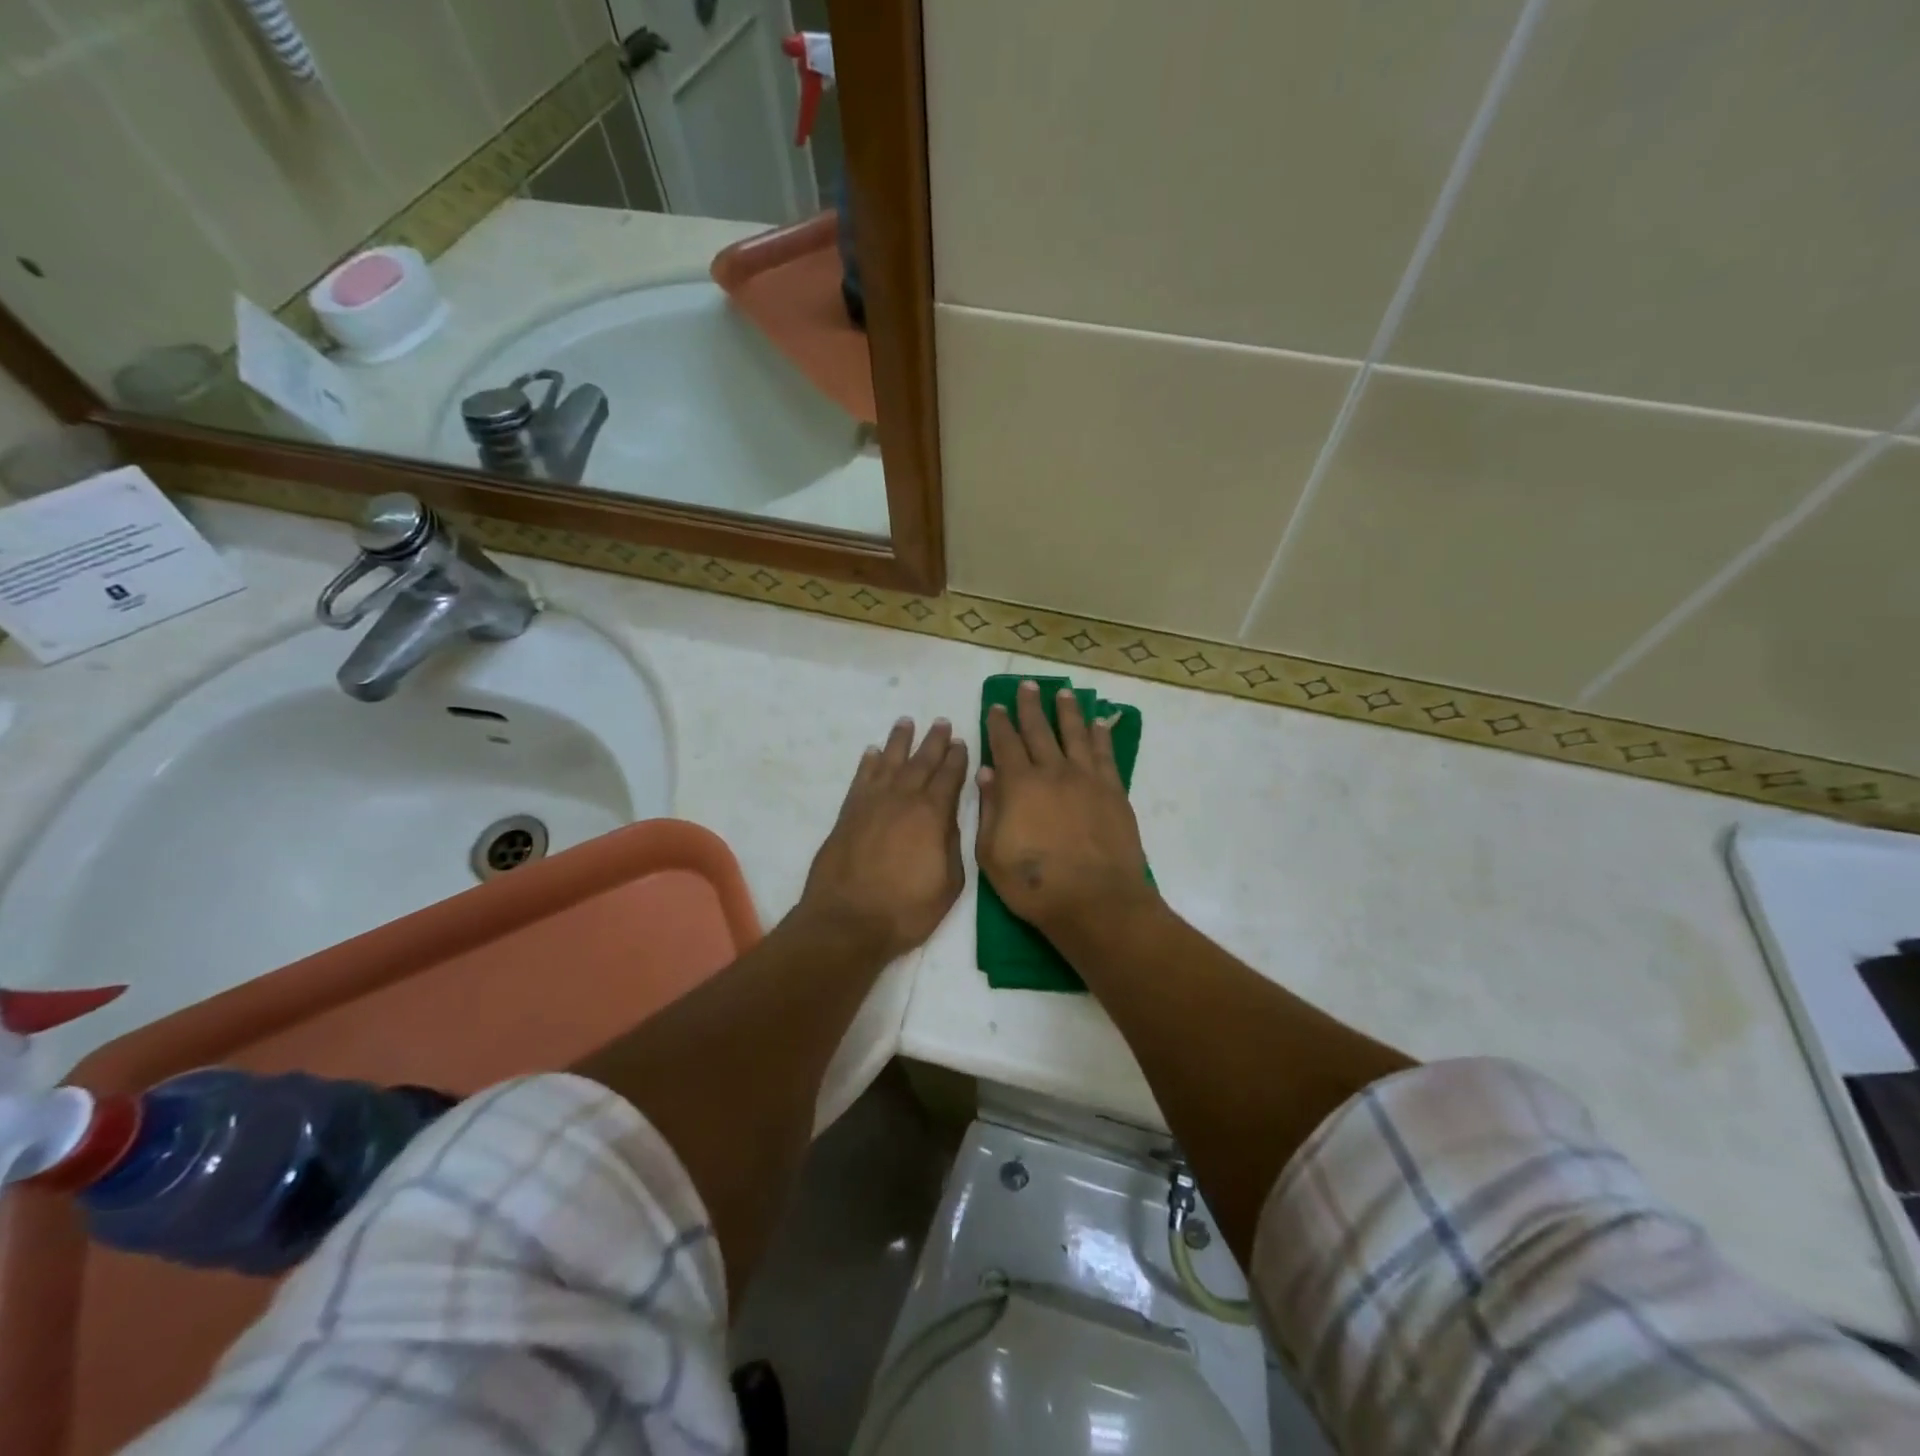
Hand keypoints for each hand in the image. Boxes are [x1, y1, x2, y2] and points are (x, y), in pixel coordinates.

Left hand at [797, 717, 968, 961]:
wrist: (848, 921)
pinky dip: (868, 762)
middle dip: (934, 741)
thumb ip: (952, 845)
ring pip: (889, 761)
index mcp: (932, 815)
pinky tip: (873, 752)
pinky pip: (861, 778)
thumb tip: (948, 819)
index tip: (962, 742)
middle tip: (942, 722)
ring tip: (907, 722)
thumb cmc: (906, 909)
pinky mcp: (848, 814)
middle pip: (921, 762)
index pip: (949, 777)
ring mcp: (872, 803)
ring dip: (900, 741)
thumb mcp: (949, 884)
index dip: (957, 758)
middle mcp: (903, 799)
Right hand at [977, 681, 1157, 943]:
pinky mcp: (1113, 791)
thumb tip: (986, 772)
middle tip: (1027, 686)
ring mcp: (1086, 779)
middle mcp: (1052, 772)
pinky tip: (1099, 722)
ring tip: (1064, 693)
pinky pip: (1105, 753)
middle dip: (1030, 706)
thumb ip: (989, 809)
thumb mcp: (992, 854)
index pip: (1005, 744)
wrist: (1095, 901)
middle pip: (1039, 730)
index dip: (999, 723)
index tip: (996, 706)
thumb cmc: (1035, 885)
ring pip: (1075, 734)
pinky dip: (1101, 734)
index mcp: (1019, 785)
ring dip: (1067, 711)